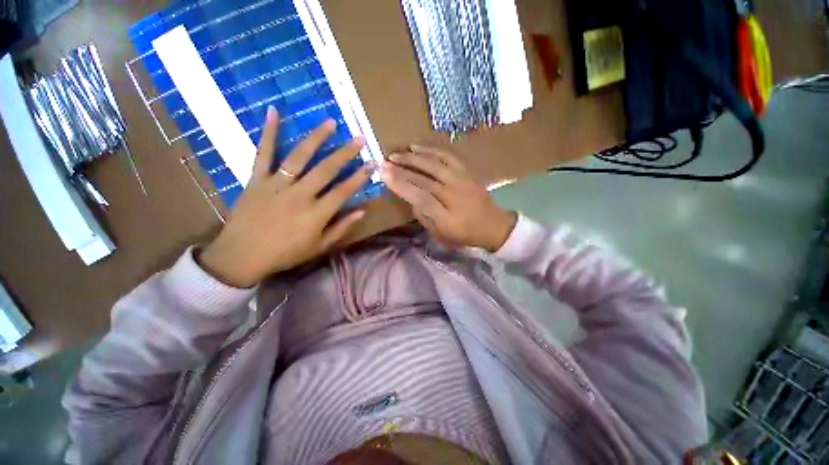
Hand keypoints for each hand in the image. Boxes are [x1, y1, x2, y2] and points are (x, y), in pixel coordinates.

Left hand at [199, 107, 373, 286]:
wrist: (241, 256)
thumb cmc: (285, 254)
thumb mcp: (319, 247)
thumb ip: (341, 228)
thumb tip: (362, 211)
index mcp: (316, 214)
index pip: (344, 190)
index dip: (360, 176)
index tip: (372, 163)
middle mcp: (299, 195)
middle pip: (326, 169)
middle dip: (345, 153)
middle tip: (358, 138)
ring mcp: (276, 185)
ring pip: (299, 157)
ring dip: (317, 138)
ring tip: (330, 122)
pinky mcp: (256, 180)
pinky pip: (263, 154)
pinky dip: (269, 133)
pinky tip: (273, 111)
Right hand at [381, 145, 516, 251]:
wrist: (493, 225)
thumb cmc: (464, 234)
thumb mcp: (440, 234)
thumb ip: (424, 216)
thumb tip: (410, 198)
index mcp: (446, 216)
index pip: (419, 197)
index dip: (401, 185)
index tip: (384, 175)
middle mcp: (454, 195)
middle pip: (424, 178)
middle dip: (402, 169)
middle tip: (384, 162)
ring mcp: (462, 181)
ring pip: (435, 164)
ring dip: (414, 158)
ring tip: (397, 154)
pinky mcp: (467, 172)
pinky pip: (448, 157)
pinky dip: (432, 150)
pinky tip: (418, 147)